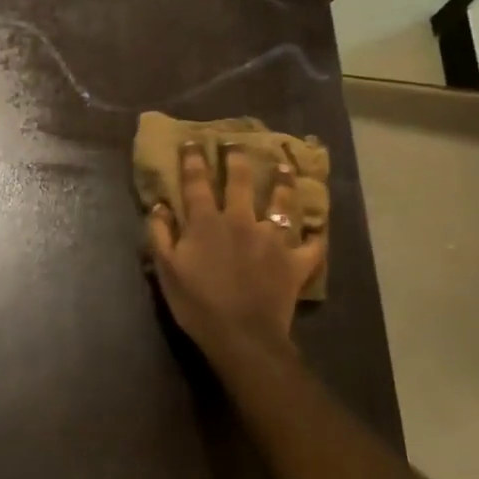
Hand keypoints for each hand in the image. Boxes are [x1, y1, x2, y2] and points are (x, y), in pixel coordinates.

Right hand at [146, 144, 322, 403]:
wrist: (242, 336)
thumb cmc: (197, 303)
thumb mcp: (166, 269)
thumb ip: (160, 234)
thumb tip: (159, 205)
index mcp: (206, 222)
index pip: (197, 182)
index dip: (194, 160)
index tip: (193, 142)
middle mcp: (241, 221)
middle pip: (241, 182)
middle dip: (237, 159)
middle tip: (237, 143)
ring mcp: (273, 239)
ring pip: (282, 203)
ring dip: (283, 182)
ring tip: (284, 167)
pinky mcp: (296, 261)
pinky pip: (312, 243)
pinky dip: (316, 234)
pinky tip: (319, 226)